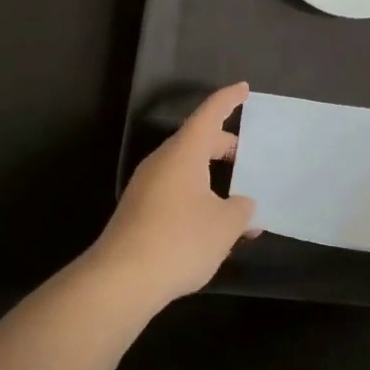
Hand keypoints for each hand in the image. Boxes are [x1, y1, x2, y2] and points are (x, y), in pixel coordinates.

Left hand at [91, 83, 256, 309]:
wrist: (120, 281)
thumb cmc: (179, 241)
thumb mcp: (225, 225)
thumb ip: (241, 210)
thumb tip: (242, 205)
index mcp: (184, 153)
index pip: (209, 114)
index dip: (228, 100)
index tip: (244, 88)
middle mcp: (162, 162)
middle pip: (197, 141)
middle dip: (224, 145)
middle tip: (249, 158)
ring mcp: (146, 187)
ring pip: (185, 168)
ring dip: (211, 176)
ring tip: (238, 199)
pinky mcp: (138, 212)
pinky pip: (175, 190)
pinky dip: (197, 196)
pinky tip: (212, 224)